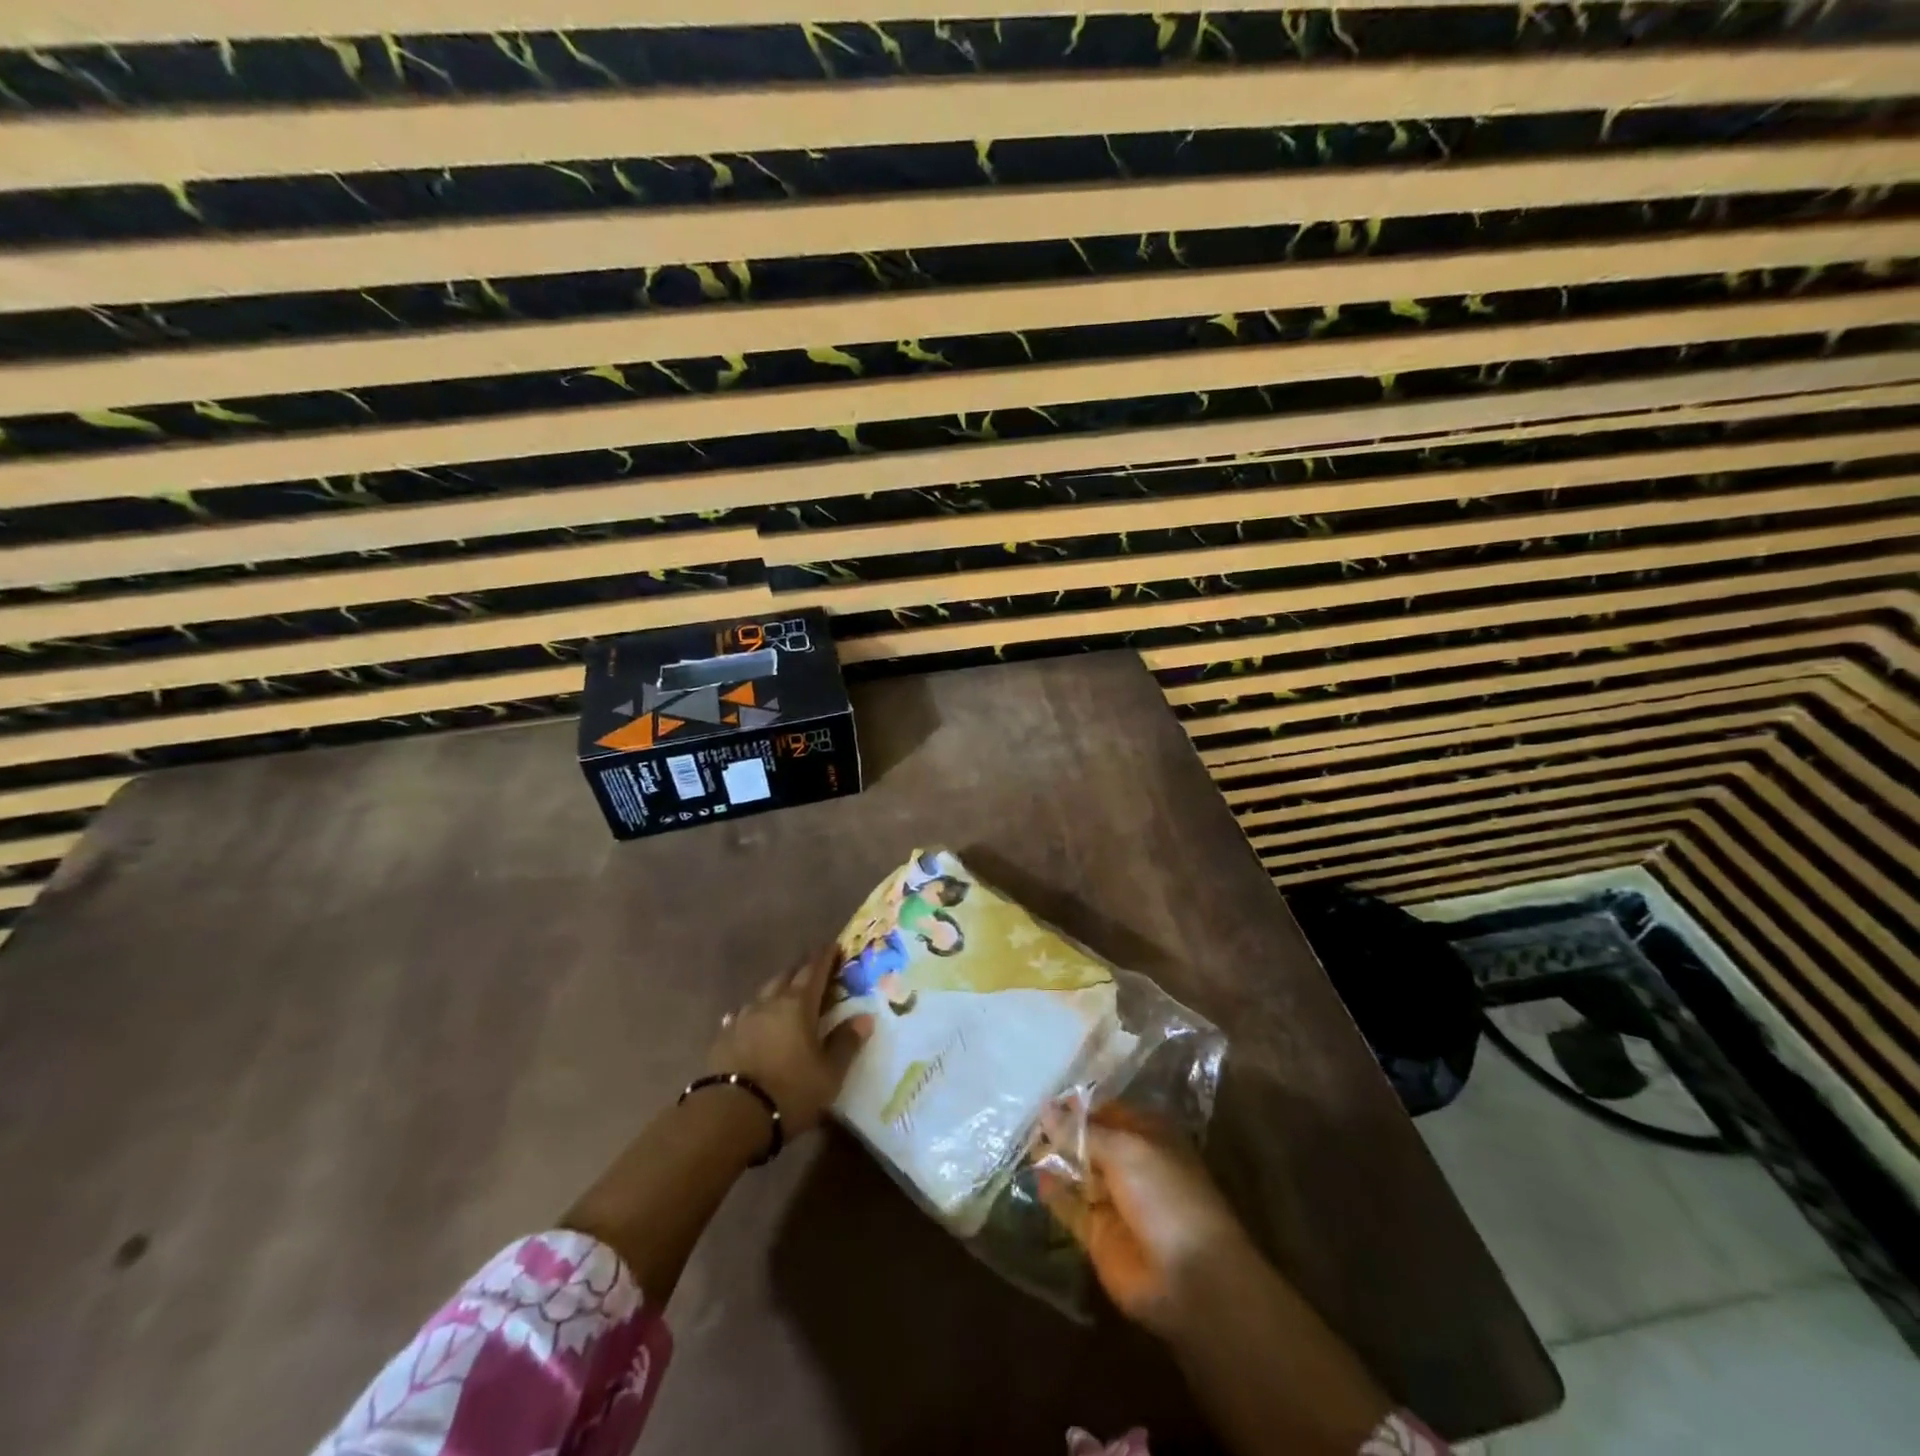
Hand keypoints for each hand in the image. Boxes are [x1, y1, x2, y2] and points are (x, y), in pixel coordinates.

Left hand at [708, 945, 872, 1135]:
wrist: (729, 1115)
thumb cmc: (789, 1091)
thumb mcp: (828, 1073)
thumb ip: (846, 1043)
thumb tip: (865, 1017)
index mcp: (798, 1005)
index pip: (815, 970)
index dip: (826, 957)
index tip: (834, 946)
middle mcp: (769, 1003)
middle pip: (787, 975)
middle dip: (802, 969)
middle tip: (814, 969)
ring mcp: (743, 1018)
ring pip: (763, 993)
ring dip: (777, 989)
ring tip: (785, 993)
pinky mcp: (723, 1038)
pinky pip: (742, 1015)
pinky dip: (754, 1013)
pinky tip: (752, 1020)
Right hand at [1037, 1106, 1256, 1339]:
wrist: (1188, 1279)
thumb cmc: (1165, 1196)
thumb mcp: (1125, 1150)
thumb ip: (1082, 1132)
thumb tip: (1047, 1109)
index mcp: (1147, 1135)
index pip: (1107, 1112)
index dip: (1078, 1107)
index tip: (1046, 1098)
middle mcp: (1130, 1164)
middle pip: (1090, 1142)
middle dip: (1062, 1132)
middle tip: (1027, 1120)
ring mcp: (1114, 1200)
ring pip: (1078, 1172)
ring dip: (1055, 1160)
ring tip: (1024, 1144)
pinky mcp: (1098, 1234)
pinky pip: (1070, 1206)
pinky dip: (1053, 1192)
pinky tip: (1035, 1177)